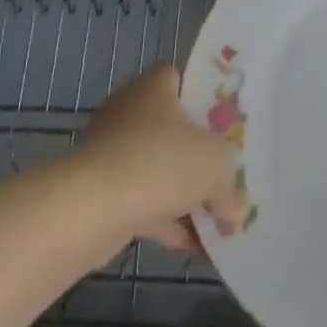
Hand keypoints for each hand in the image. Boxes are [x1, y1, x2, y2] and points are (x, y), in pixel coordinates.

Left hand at [74, 64, 246, 252]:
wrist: (91, 209)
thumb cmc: (161, 162)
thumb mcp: (215, 165)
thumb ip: (229, 183)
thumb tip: (235, 208)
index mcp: (154, 87)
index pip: (178, 78)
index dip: (202, 98)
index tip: (223, 125)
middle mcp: (129, 112)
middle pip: (171, 128)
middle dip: (197, 156)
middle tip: (225, 176)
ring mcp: (111, 152)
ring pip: (157, 169)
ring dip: (184, 195)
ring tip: (217, 223)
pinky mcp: (99, 191)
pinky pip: (142, 201)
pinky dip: (166, 220)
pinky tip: (195, 247)